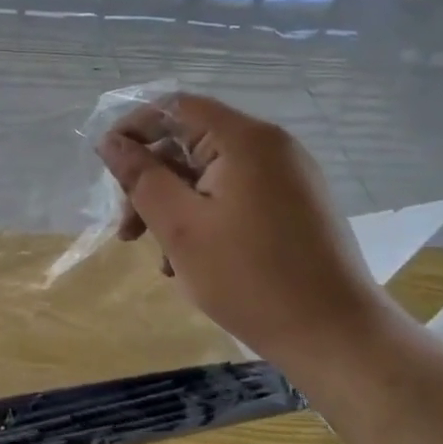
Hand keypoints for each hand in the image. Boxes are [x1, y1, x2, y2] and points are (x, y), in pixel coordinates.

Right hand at [96, 94, 396, 372]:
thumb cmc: (250, 278)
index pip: (174, 108)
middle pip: (190, 143)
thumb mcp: (180, 227)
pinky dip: (204, 219)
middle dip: (151, 182)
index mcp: (245, 140)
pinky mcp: (294, 205)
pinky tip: (191, 262)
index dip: (133, 129)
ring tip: (161, 259)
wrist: (336, 335)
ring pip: (208, 175)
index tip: (106, 169)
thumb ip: (141, 178)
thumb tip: (110, 142)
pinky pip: (233, 196)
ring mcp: (287, 177)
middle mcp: (271, 147)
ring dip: (173, 207)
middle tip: (127, 231)